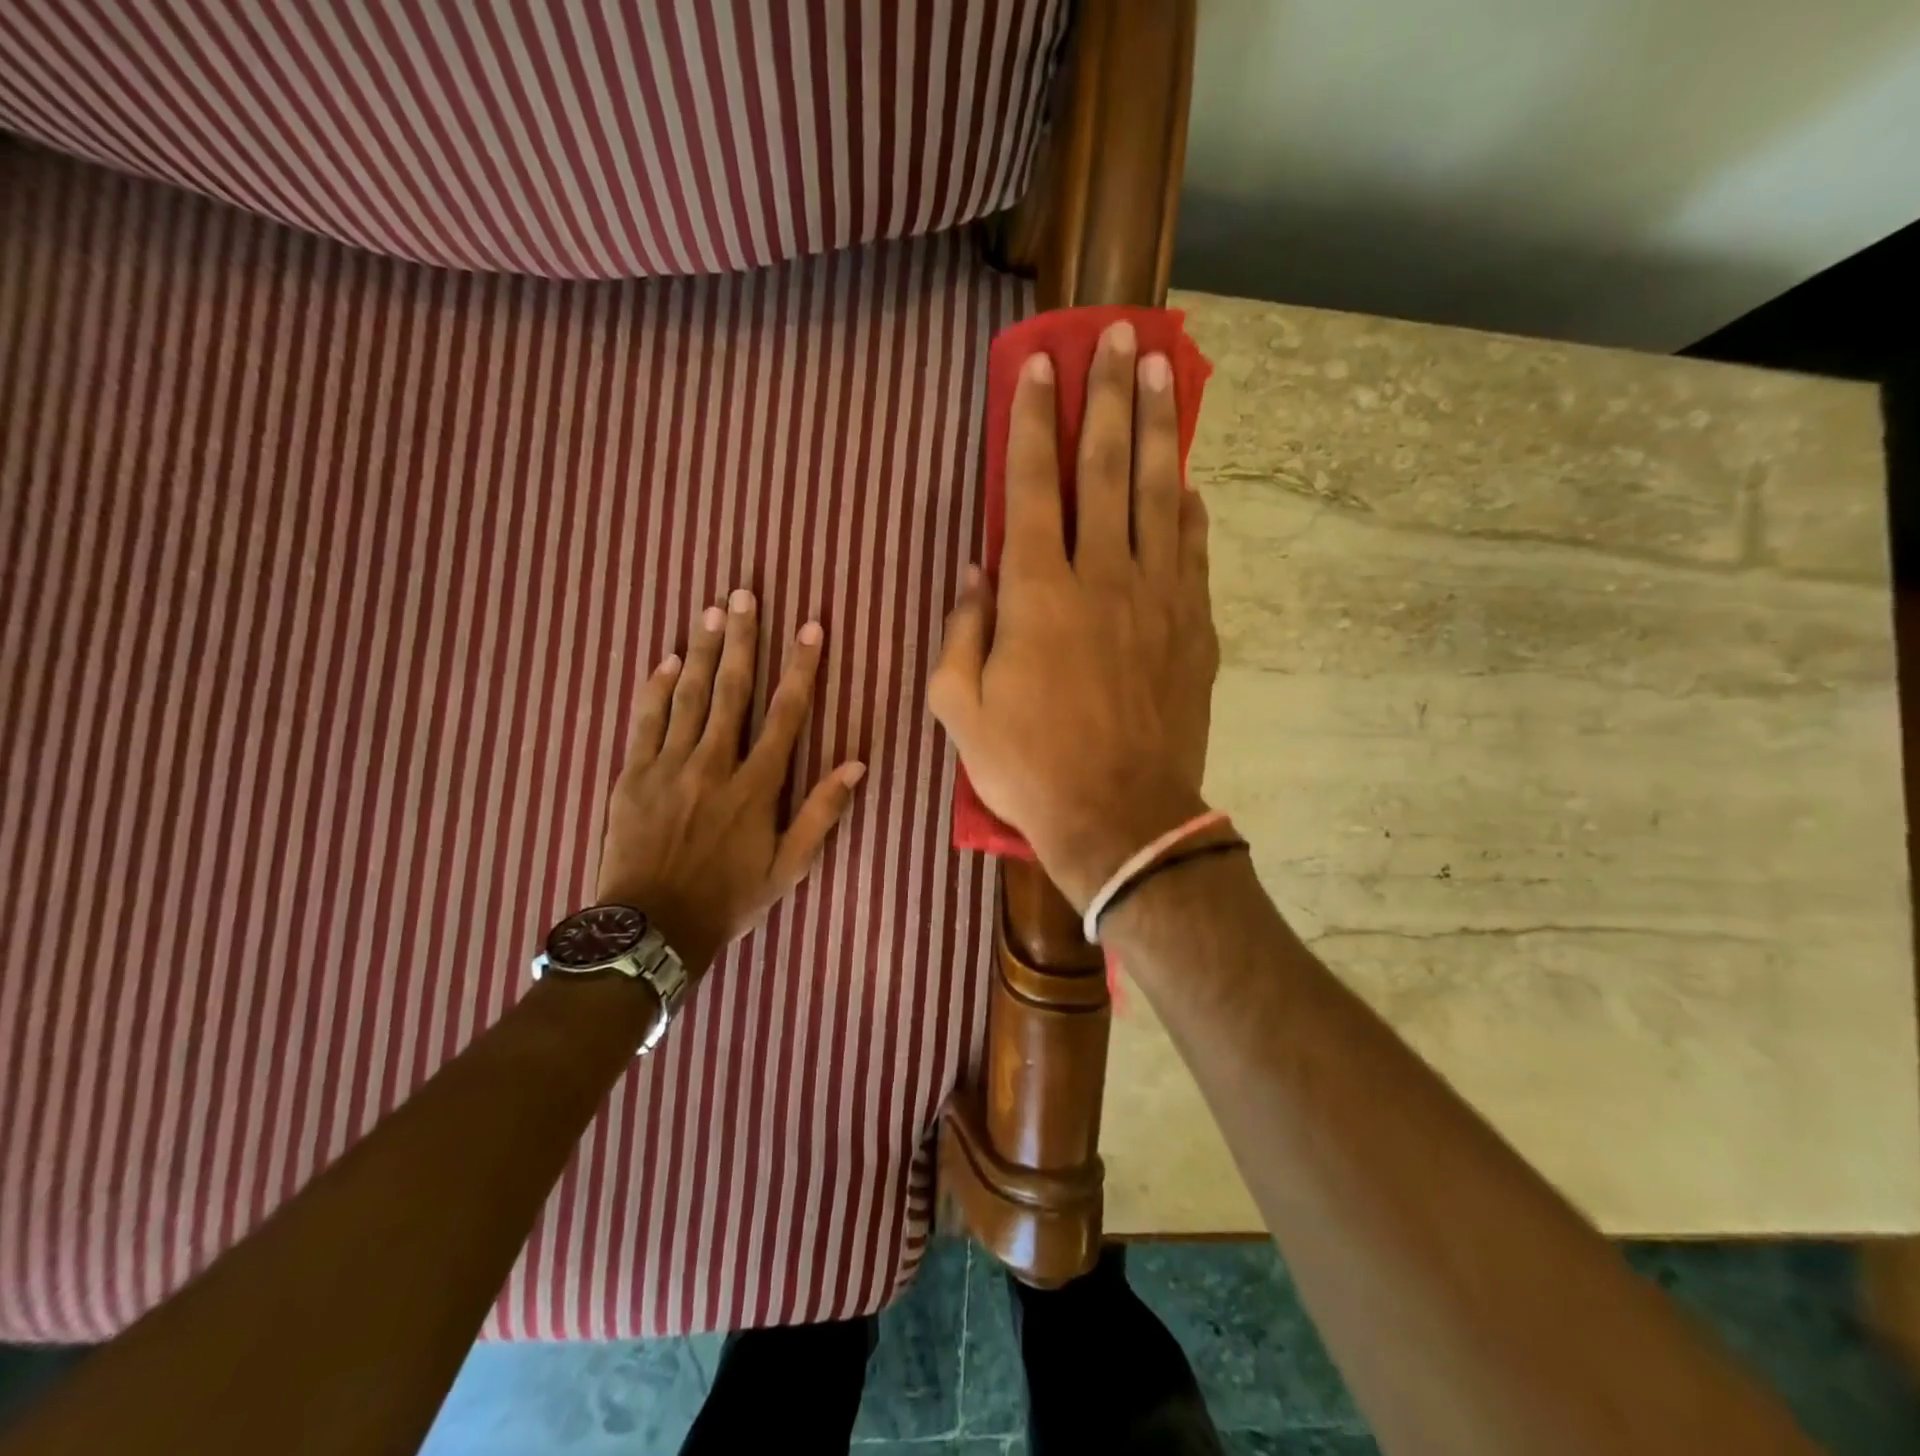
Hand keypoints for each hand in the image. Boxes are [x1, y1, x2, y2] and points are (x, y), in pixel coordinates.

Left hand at [595, 589, 864, 975]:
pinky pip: (646, 721)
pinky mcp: (633, 775)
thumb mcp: (788, 867)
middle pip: (731, 690)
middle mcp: (714, 764)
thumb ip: (821, 813)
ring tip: (710, 610)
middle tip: (744, 594)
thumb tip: (856, 765)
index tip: (810, 628)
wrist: (652, 929)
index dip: (801, 668)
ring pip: (689, 696)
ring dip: (701, 651)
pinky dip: (656, 688)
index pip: (785, 714)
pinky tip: (665, 659)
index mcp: (756, 786)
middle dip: (742, 639)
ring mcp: (669, 766)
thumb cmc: (729, 899)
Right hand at [929, 321, 1218, 909]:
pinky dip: (1188, 509)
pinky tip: (1187, 481)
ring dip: (1157, 429)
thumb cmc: (1028, 767)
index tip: (1041, 367)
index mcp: (1036, 594)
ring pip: (1158, 494)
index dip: (1033, 422)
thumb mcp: (959, 708)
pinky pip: (1193, 551)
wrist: (1119, 818)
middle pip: (1106, 468)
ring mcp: (1157, 599)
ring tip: (1161, 372)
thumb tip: (975, 572)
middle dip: (1109, 396)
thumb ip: (962, 631)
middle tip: (1118, 336)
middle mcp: (1100, 577)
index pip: (1031, 487)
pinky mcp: (1193, 628)